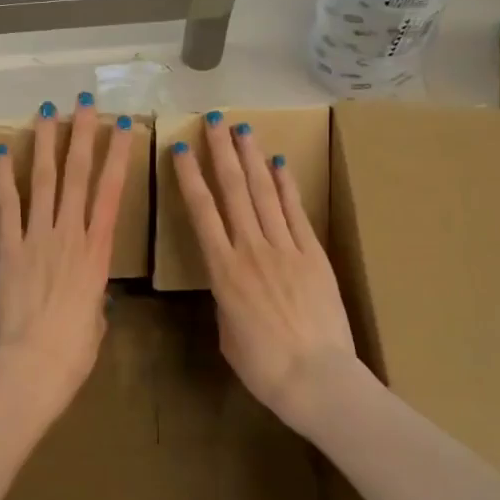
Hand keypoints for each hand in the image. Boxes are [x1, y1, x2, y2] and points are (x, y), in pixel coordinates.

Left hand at [0, 94, 134, 404]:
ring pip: (44, 180)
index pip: (111, 192)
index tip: (122, 126)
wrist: (33, 365)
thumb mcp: (97, 317)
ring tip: (48, 112)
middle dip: (82, 135)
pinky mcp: (7, 247)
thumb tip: (89, 289)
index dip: (118, 155)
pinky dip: (4, 177)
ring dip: (46, 143)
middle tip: (84, 104)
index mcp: (98, 251)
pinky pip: (6, 204)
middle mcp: (70, 233)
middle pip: (77, 175)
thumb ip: (94, 293)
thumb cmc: (75, 350)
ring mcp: (37, 236)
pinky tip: (2, 151)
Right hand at [171, 113, 359, 432]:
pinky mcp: (313, 254)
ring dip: (251, 158)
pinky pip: (295, 211)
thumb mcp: (227, 333)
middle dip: (221, 152)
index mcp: (222, 271)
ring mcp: (285, 248)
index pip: (201, 212)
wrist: (317, 378)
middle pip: (233, 191)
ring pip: (263, 193)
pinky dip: (286, 184)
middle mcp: (250, 249)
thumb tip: (231, 283)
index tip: (182, 149)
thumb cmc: (263, 367)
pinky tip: (278, 162)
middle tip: (213, 121)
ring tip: (242, 129)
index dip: (190, 178)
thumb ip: (225, 298)